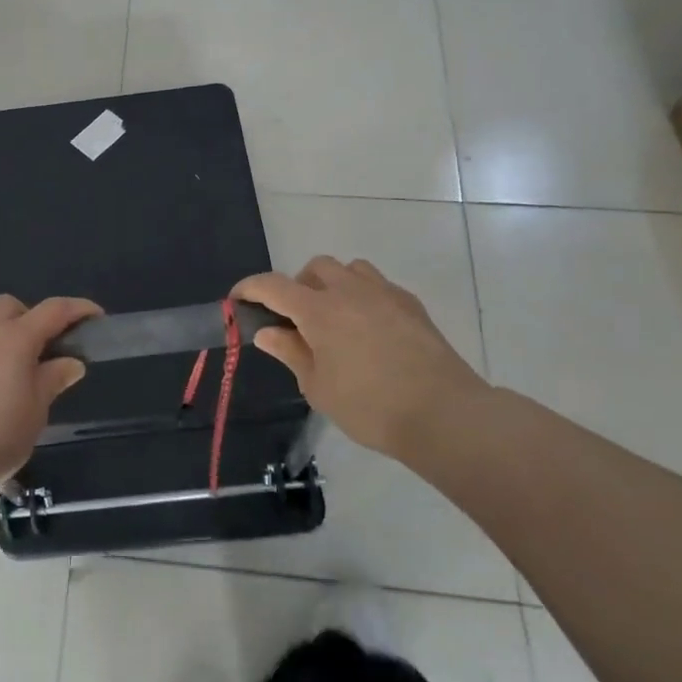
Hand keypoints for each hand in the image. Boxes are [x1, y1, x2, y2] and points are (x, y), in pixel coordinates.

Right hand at [233, 257, 490, 462]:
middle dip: (297, 285)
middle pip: (314, 268)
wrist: (443, 413)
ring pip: (350, 269)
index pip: (273, 285)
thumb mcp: (317, 386)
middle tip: (296, 319)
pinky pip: (378, 286)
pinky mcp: (411, 305)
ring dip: (334, 284)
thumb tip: (267, 332)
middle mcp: (349, 290)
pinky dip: (363, 297)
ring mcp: (384, 293)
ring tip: (334, 318)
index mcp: (318, 309)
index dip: (250, 288)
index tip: (238, 300)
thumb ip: (290, 352)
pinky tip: (369, 329)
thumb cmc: (369, 405)